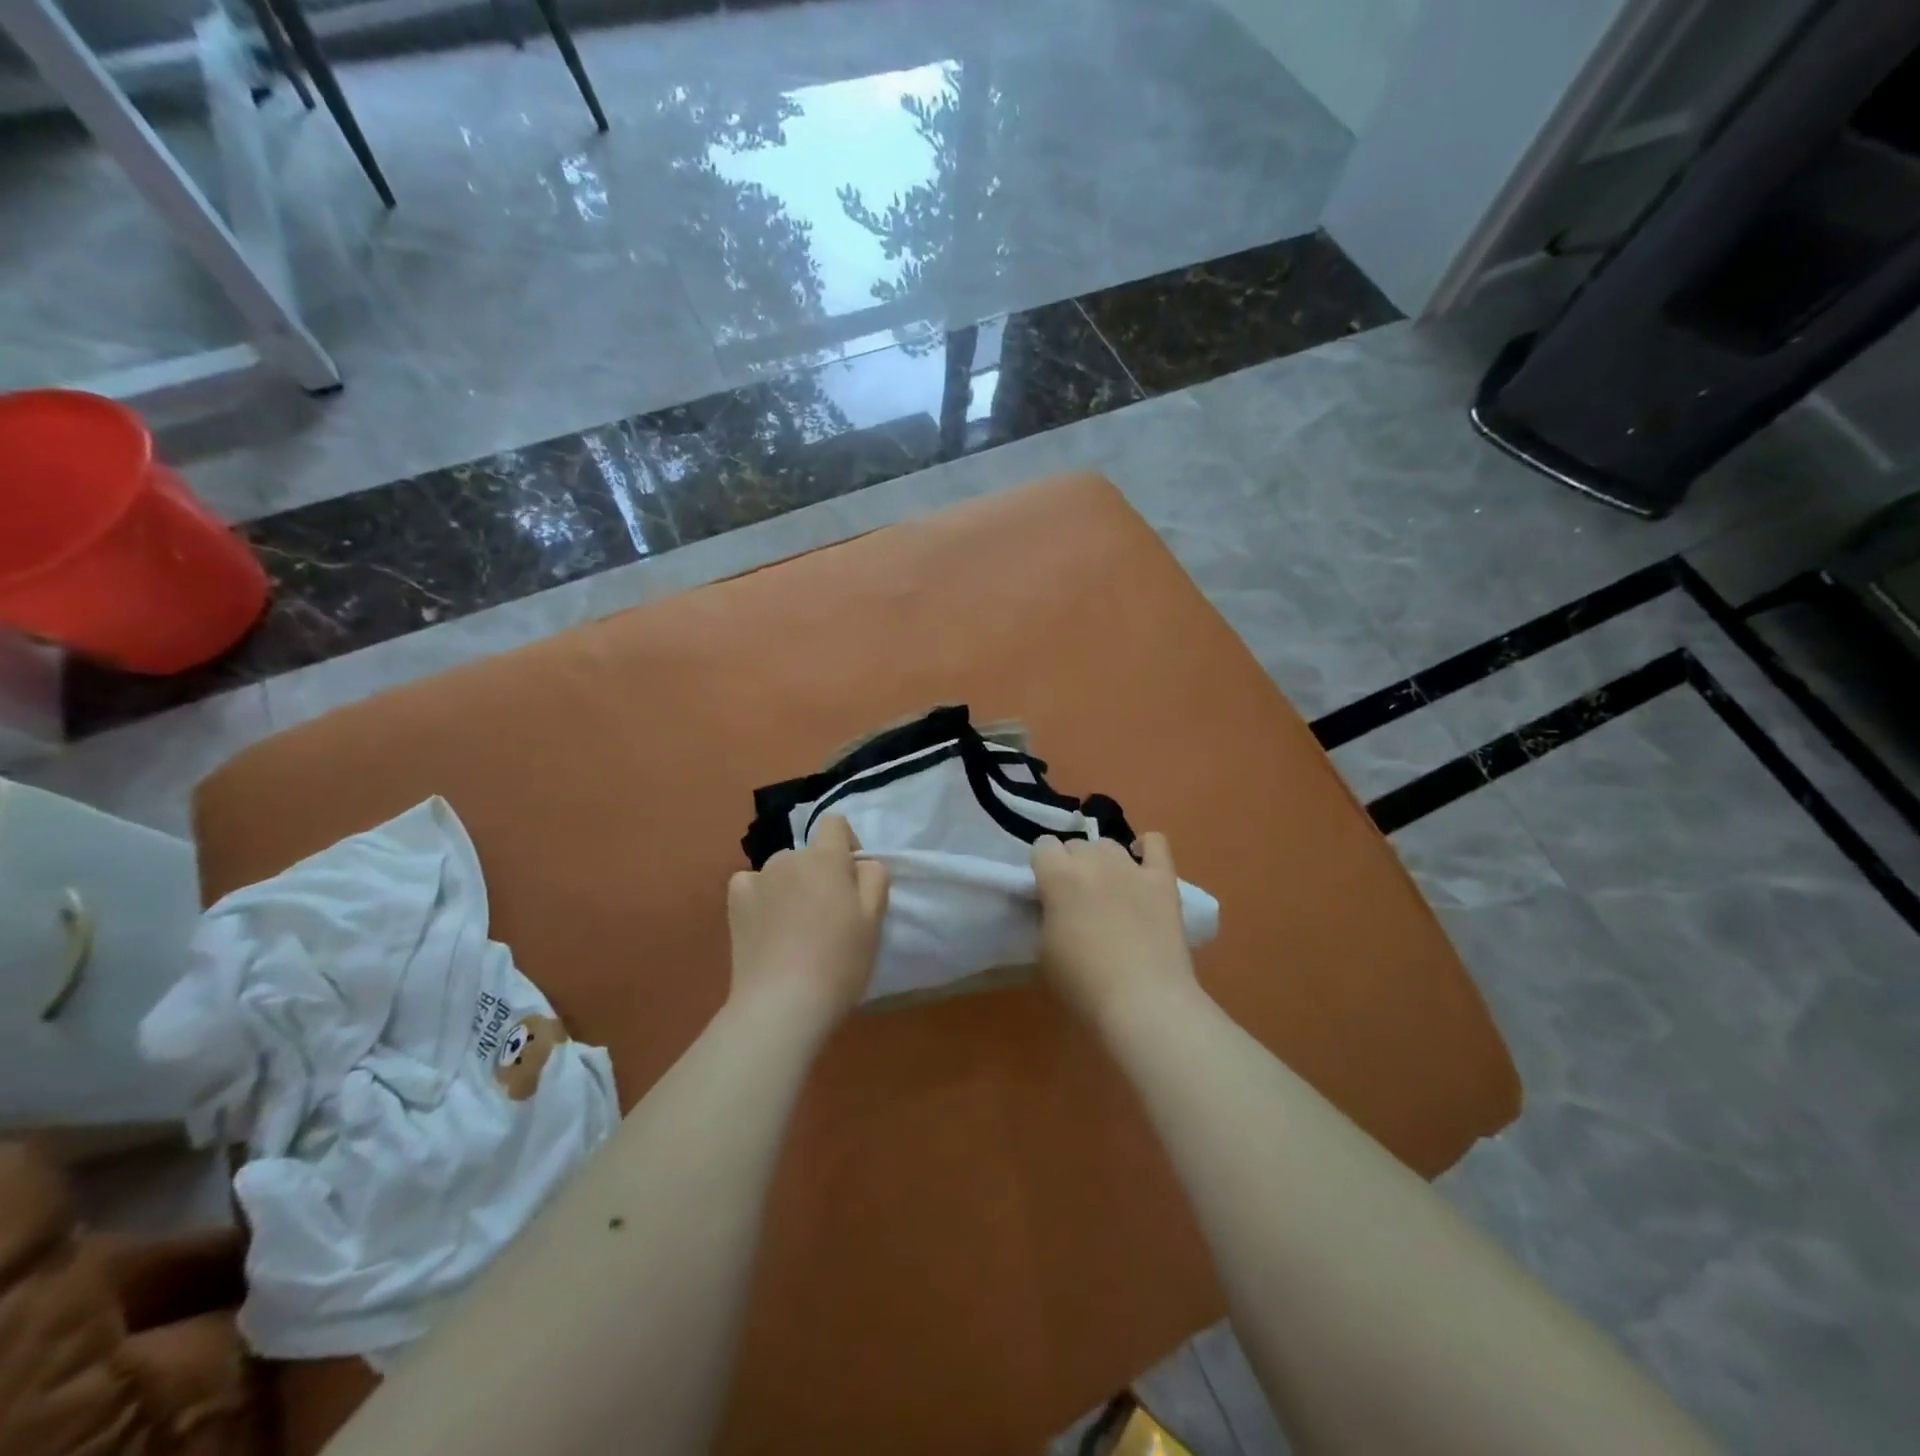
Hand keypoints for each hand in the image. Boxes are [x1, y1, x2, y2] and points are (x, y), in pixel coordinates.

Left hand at [726, 814, 889, 1033]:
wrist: (783, 1003)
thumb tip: (860, 863)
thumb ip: (874, 877)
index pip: (835, 823)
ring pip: (781, 871)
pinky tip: (767, 926)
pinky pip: (752, 885)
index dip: (848, 844)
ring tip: (795, 928)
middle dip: (820, 873)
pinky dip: (761, 897)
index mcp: (826, 858)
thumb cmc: (839, 961)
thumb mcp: (875, 919)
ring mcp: (757, 878)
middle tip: (828, 915)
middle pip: (809, 854)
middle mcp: (788, 858)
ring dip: (791, 886)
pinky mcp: (734, 902)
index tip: (853, 880)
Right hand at [1031, 832, 1198, 1033]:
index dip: (1042, 866)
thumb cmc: (1084, 984)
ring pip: (1109, 844)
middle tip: (1076, 897)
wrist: (1143, 1001)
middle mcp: (1093, 861)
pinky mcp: (1163, 879)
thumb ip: (1047, 916)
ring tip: (1106, 888)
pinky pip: (1155, 843)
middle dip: (1071, 865)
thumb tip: (1055, 906)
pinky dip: (1146, 848)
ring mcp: (1131, 867)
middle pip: (1076, 845)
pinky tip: (1141, 864)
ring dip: (1102, 861)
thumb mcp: (1045, 950)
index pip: (1043, 846)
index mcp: (1058, 877)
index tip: (1045, 890)